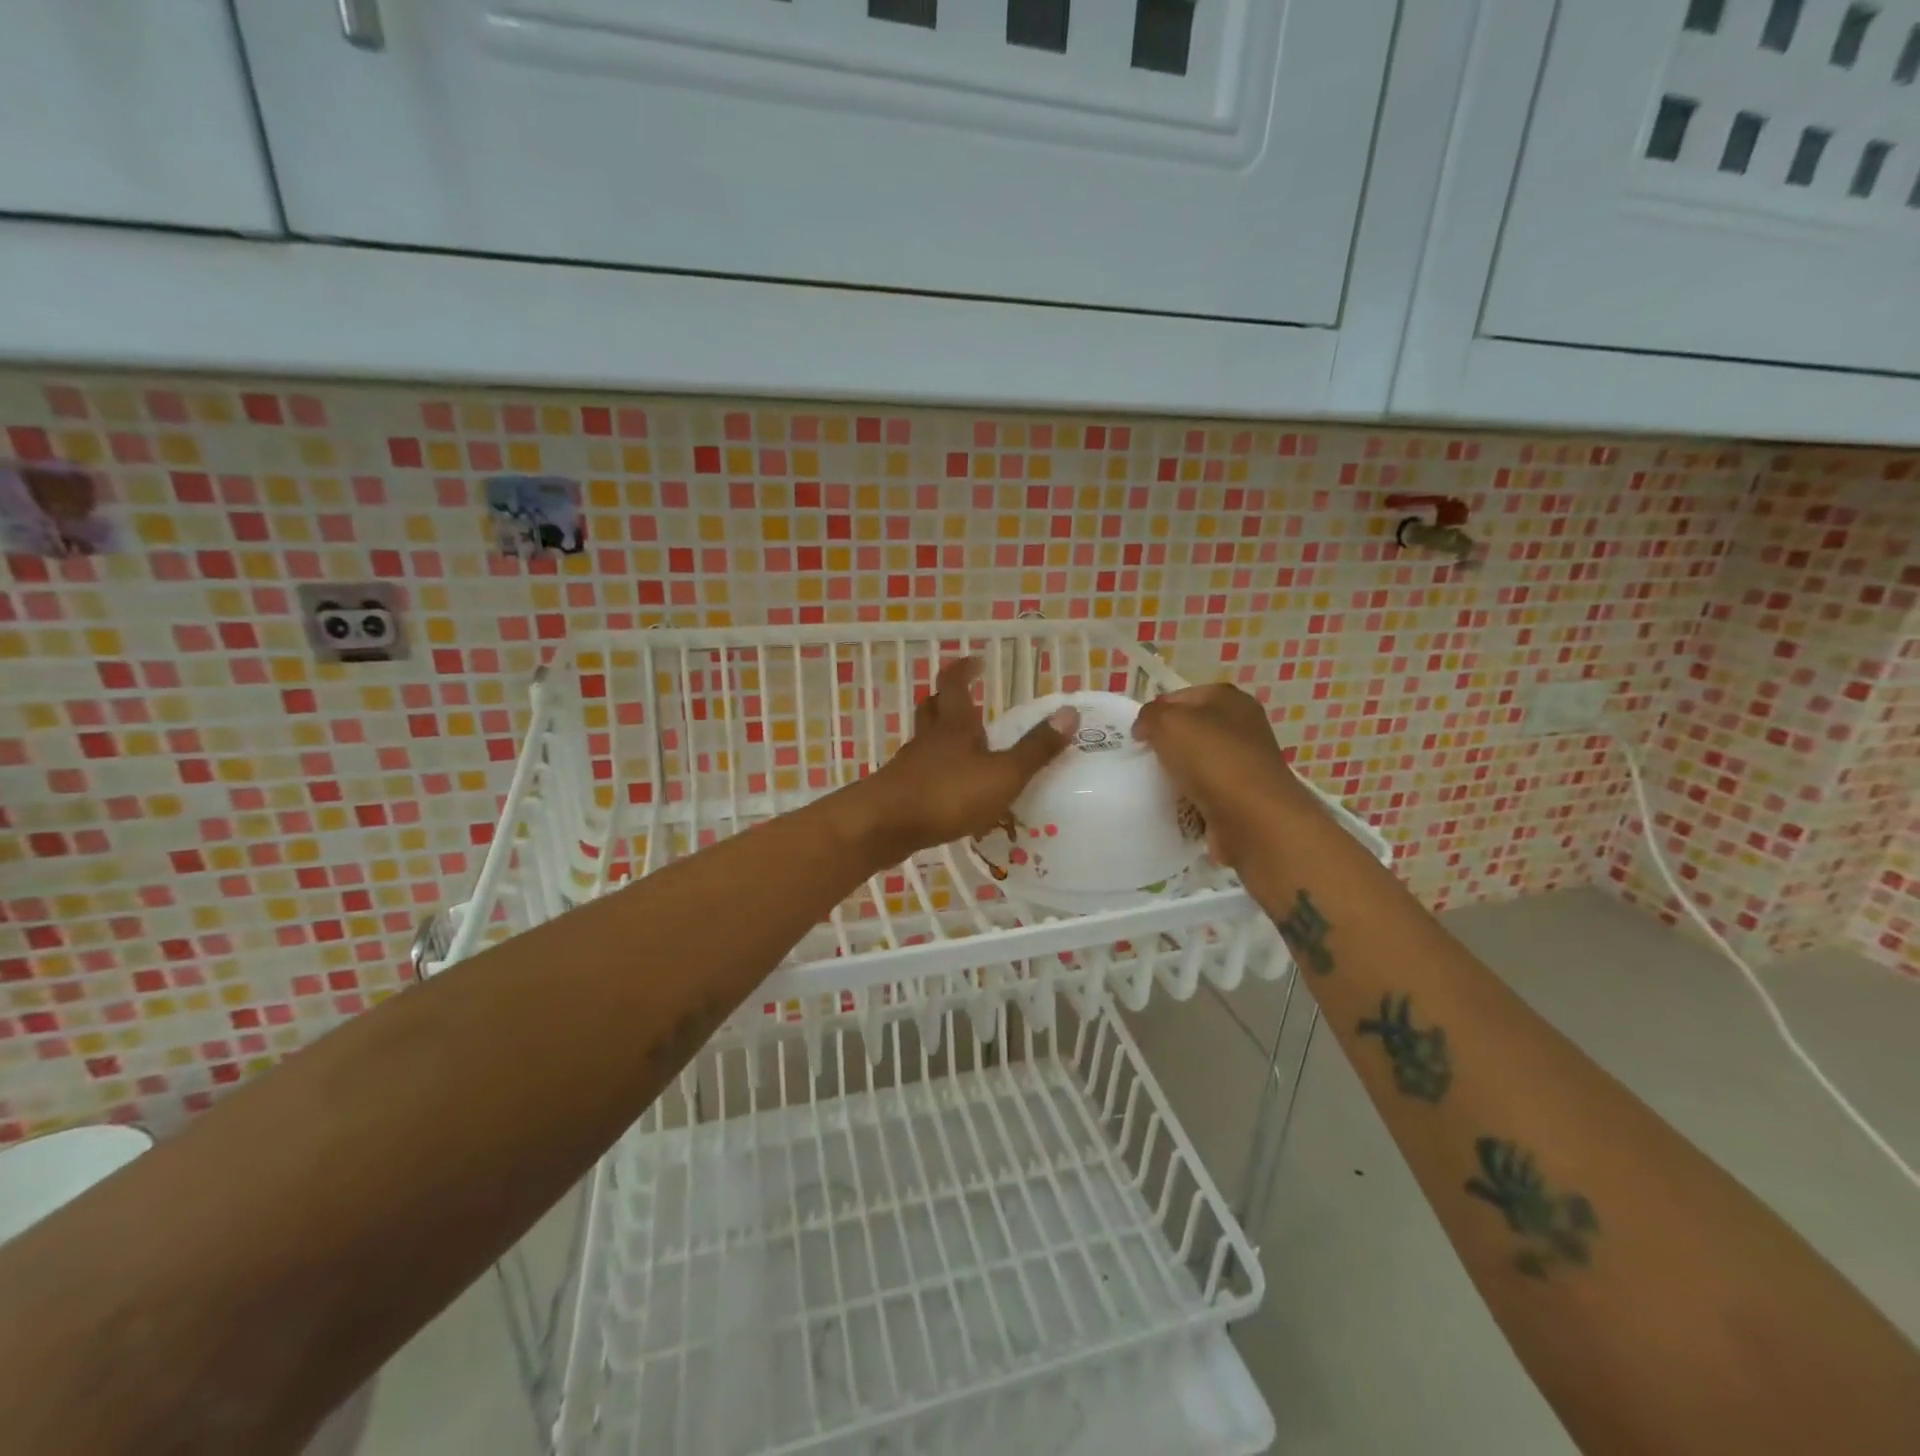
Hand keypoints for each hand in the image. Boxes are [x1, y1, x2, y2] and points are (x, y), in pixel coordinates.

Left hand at [854, 658, 1077, 862]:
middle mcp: (929, 738)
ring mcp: (910, 765)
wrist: (884, 826)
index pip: (955, 684)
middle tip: (966, 699)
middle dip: (947, 699)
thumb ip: (1036, 749)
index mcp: (955, 726)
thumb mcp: (1003, 774)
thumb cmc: (947, 794)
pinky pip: (920, 772)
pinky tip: (948, 790)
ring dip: (941, 737)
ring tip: (963, 747)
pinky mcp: (900, 792)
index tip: (976, 661)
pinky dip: (935, 772)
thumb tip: (1069, 712)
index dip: (964, 669)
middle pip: (932, 708)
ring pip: (924, 741)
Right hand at [1131, 683, 1315, 868]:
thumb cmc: (1211, 758)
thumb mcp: (1167, 722)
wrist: (1252, 818)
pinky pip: (1205, 792)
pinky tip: (1176, 805)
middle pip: (1190, 731)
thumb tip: (1145, 728)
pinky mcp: (1242, 796)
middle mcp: (1242, 726)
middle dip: (1165, 744)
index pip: (1180, 697)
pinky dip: (1190, 799)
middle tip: (1142, 760)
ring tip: (1155, 786)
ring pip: (1197, 763)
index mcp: (1228, 699)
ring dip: (1176, 774)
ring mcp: (1244, 763)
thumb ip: (1149, 716)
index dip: (1155, 713)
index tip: (1137, 736)